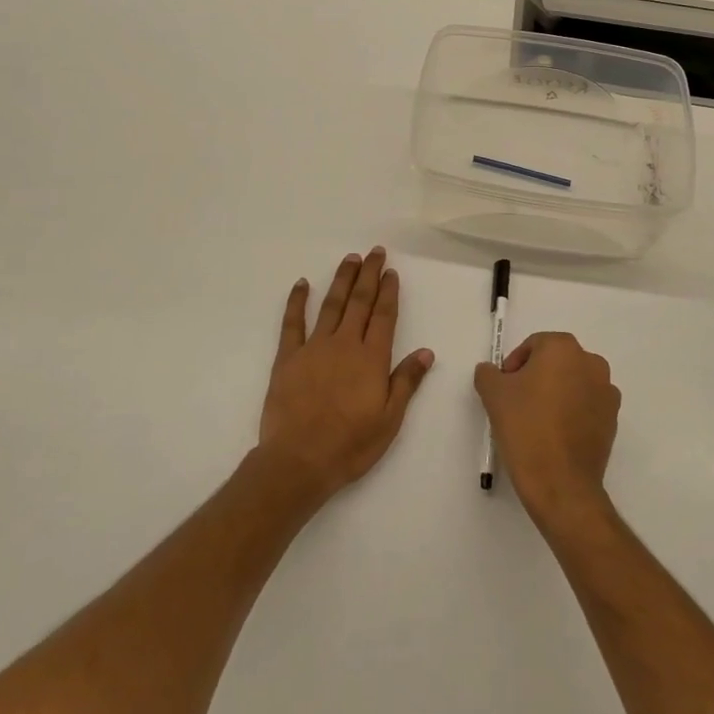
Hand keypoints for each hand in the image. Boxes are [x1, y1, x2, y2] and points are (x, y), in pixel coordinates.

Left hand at [257, 248, 434, 506]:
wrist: (298, 461)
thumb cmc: (350, 445)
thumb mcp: (389, 420)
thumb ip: (406, 382)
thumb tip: (426, 352)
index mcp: (371, 358)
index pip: (384, 316)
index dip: (388, 292)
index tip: (391, 271)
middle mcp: (345, 344)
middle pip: (360, 302)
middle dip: (369, 275)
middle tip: (375, 252)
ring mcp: (314, 347)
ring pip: (331, 305)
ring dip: (342, 280)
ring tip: (350, 259)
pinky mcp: (288, 357)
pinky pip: (292, 323)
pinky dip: (296, 301)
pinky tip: (301, 284)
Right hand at [474, 332, 619, 531]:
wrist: (561, 483)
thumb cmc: (526, 428)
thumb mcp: (493, 394)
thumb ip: (488, 373)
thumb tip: (492, 371)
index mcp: (563, 348)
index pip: (533, 345)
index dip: (514, 364)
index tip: (504, 388)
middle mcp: (591, 362)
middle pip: (556, 361)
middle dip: (536, 376)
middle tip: (517, 402)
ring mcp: (607, 391)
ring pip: (573, 383)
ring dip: (556, 393)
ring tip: (536, 420)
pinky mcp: (613, 419)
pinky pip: (587, 405)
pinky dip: (572, 412)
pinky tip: (555, 435)